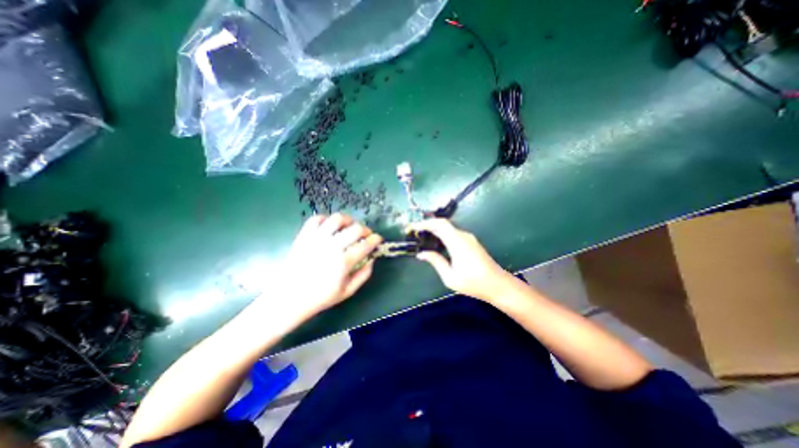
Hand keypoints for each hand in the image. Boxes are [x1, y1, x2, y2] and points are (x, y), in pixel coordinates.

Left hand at [274, 213, 383, 314]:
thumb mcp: (347, 292)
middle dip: (366, 229)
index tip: (378, 239)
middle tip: (366, 234)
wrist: (289, 297)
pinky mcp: (304, 236)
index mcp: (343, 262)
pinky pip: (316, 219)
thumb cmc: (320, 297)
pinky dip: (326, 219)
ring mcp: (316, 239)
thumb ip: (363, 275)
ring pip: (337, 219)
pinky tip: (330, 226)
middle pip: (355, 229)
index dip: (376, 240)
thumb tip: (372, 260)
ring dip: (348, 220)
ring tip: (349, 226)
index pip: (365, 245)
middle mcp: (331, 247)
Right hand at [408, 216, 515, 299]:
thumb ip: (436, 262)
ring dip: (435, 229)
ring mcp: (468, 238)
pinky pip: (453, 233)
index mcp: (457, 243)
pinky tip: (436, 242)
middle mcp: (463, 236)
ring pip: (448, 228)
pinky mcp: (471, 242)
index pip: (439, 225)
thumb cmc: (474, 283)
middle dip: (427, 225)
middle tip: (415, 232)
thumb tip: (421, 254)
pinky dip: (442, 234)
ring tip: (422, 237)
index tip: (413, 228)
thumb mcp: (450, 277)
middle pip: (443, 224)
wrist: (498, 285)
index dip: (425, 223)